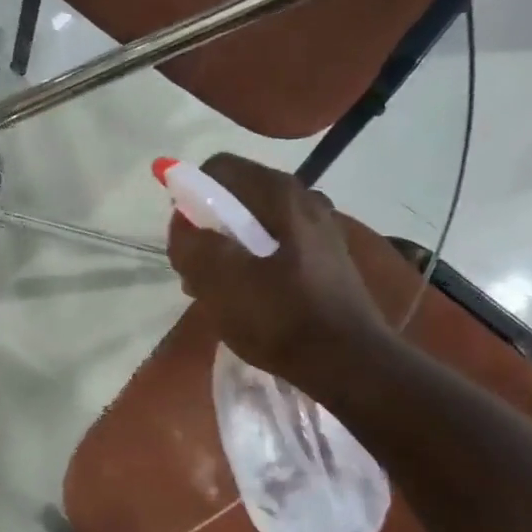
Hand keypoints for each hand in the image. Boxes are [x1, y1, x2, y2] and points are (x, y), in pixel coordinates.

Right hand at [167, 153, 389, 382]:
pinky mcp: (326, 260)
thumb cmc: (280, 316)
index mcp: (279, 193)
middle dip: (207, 230)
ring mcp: (320, 230)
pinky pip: (275, 249)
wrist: (350, 363)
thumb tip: (182, 223)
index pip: (218, 168)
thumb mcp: (219, 279)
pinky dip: (253, 266)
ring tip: (219, 293)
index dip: (190, 196)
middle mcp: (304, 199)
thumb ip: (190, 243)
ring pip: (255, 226)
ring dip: (227, 252)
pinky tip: (248, 301)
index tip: (185, 238)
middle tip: (197, 272)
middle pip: (236, 198)